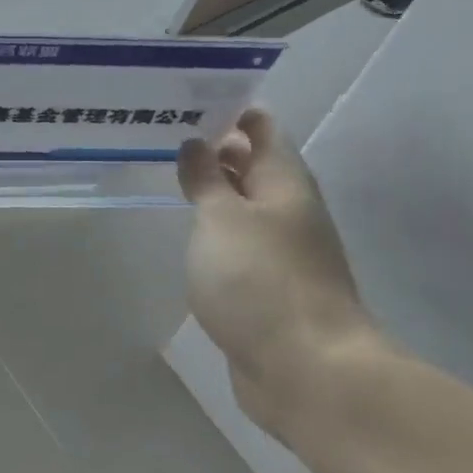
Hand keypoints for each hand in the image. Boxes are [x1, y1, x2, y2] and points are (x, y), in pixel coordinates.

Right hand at [177, 109, 378, 438]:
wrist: (306, 371)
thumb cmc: (260, 280)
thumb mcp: (222, 218)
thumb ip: (206, 178)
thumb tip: (197, 143)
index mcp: (285, 182)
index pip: (262, 128)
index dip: (230, 110)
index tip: (187, 100)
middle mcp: (288, 210)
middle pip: (254, 166)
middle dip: (216, 149)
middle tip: (165, 134)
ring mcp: (282, 252)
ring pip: (245, 207)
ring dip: (214, 191)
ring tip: (169, 176)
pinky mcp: (269, 288)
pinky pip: (239, 245)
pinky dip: (215, 232)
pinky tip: (189, 235)